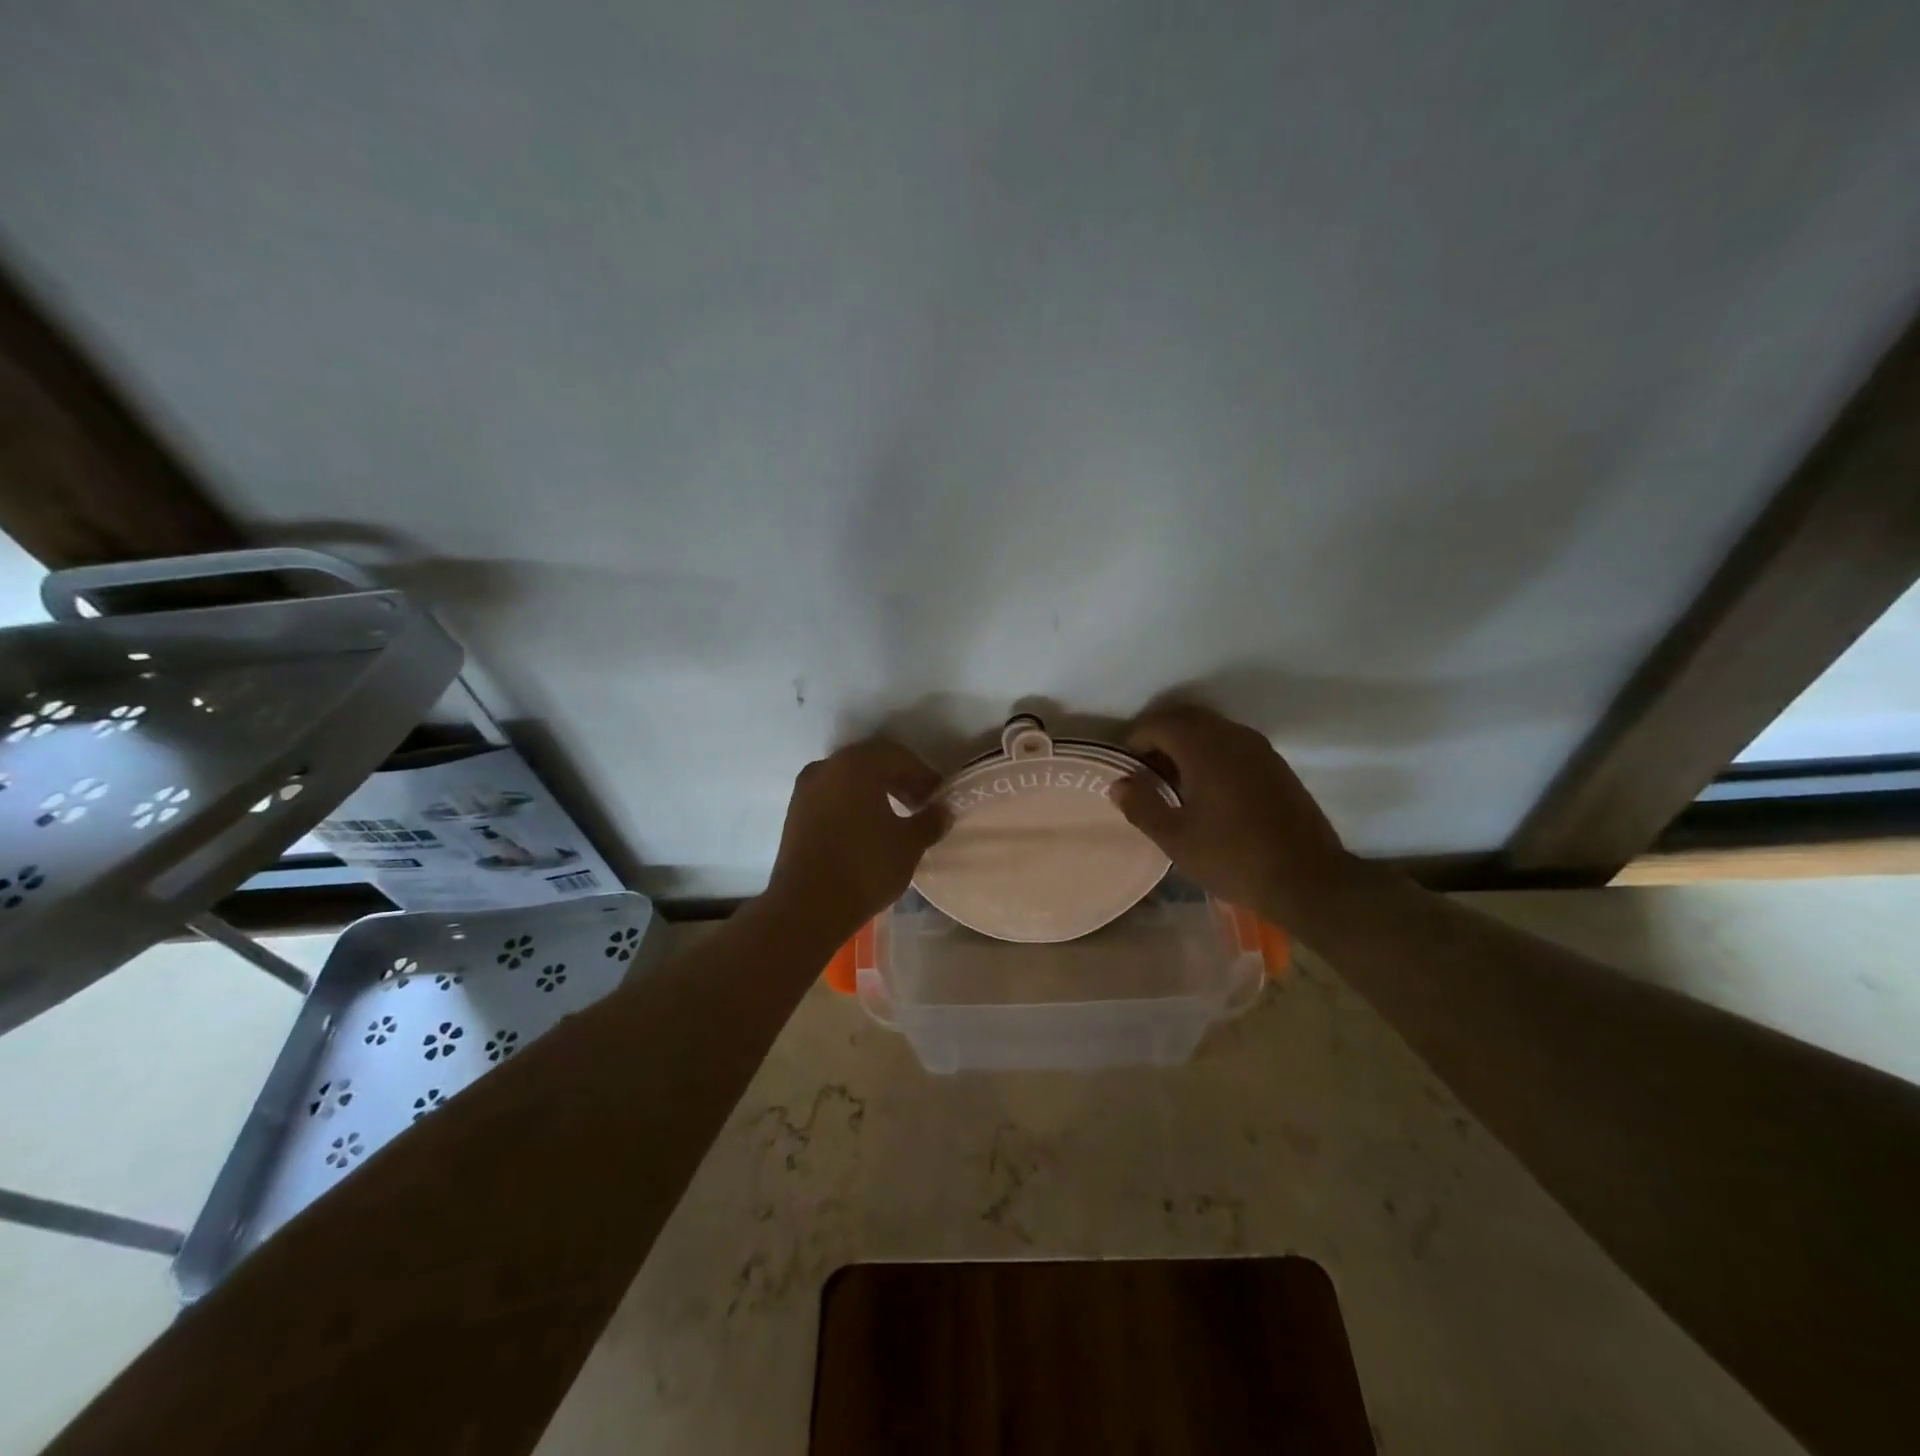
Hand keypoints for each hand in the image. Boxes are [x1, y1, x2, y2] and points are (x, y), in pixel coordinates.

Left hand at [765, 737, 949, 944]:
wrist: (807, 907)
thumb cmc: (865, 867)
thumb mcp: (909, 845)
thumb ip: (930, 821)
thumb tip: (943, 810)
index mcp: (856, 765)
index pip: (898, 756)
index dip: (923, 774)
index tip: (938, 796)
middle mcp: (827, 767)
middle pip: (871, 762)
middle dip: (899, 779)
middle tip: (920, 804)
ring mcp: (806, 789)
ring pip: (849, 778)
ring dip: (875, 790)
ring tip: (896, 817)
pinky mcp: (795, 812)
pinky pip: (832, 795)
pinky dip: (853, 802)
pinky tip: (868, 827)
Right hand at [1112, 704, 1356, 924]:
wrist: (1308, 879)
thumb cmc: (1233, 857)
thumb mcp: (1176, 838)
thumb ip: (1142, 806)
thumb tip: (1118, 784)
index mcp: (1204, 748)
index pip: (1159, 723)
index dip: (1135, 740)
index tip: (1125, 769)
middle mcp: (1233, 736)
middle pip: (1186, 720)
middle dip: (1159, 738)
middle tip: (1144, 773)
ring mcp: (1260, 749)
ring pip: (1211, 731)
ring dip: (1186, 746)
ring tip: (1172, 783)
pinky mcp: (1276, 766)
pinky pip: (1232, 745)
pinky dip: (1210, 756)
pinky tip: (1207, 792)